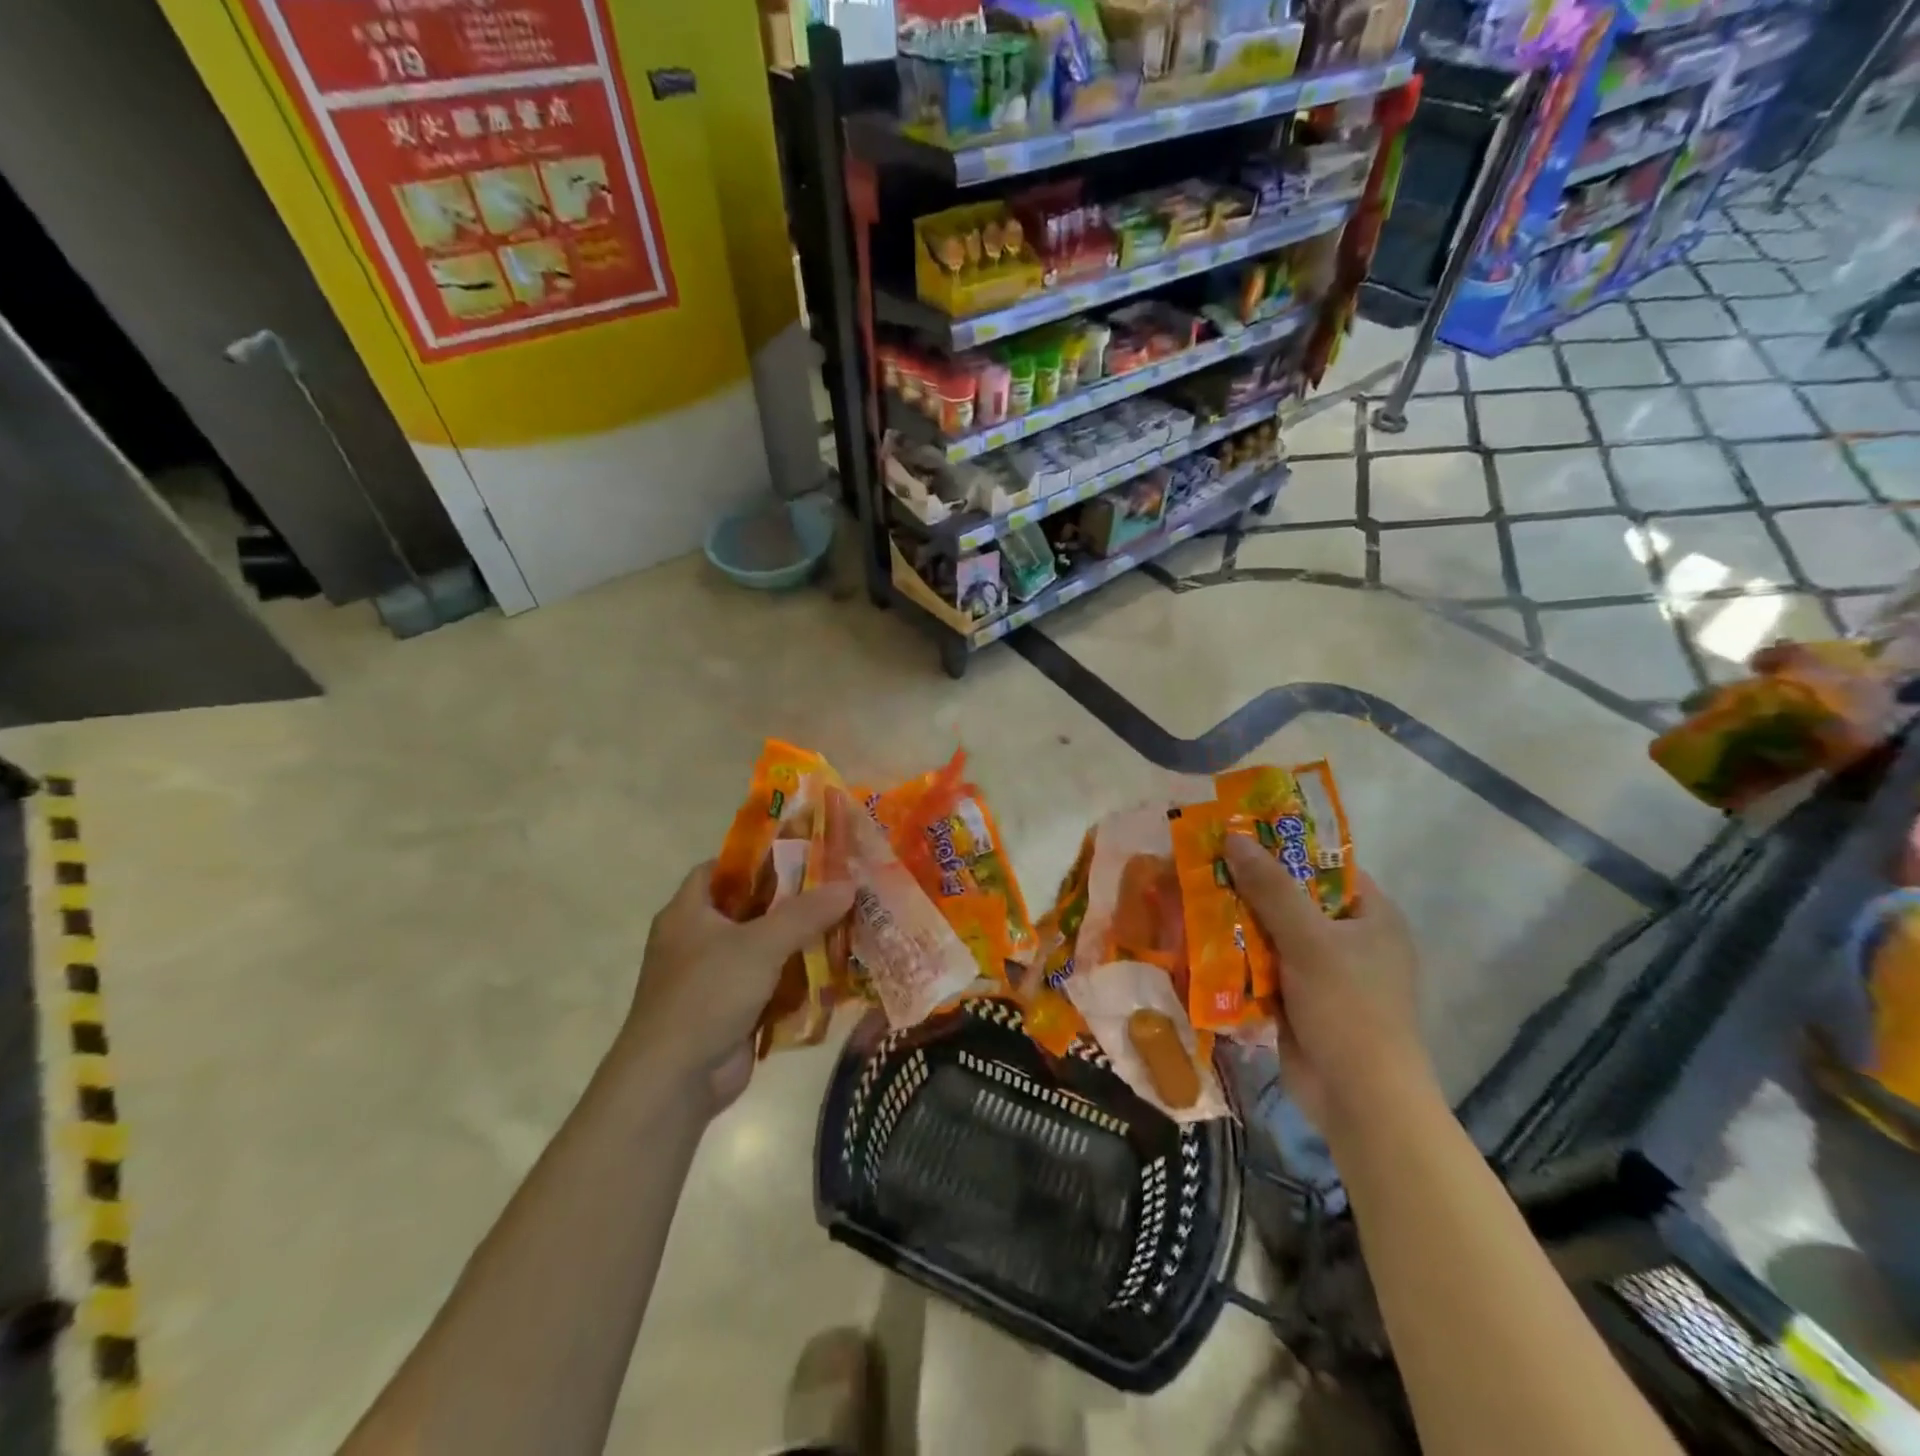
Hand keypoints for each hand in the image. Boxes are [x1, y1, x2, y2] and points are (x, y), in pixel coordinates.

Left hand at [621, 861, 854, 1112]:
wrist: (674, 1081)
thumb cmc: (707, 995)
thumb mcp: (759, 944)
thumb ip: (805, 913)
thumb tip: (849, 884)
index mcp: (688, 912)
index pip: (721, 868)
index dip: (758, 857)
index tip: (802, 852)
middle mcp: (697, 939)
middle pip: (750, 907)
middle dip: (793, 899)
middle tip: (838, 884)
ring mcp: (714, 978)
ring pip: (764, 947)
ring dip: (801, 940)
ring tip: (848, 920)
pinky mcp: (732, 1010)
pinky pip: (771, 983)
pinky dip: (798, 977)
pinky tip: (836, 968)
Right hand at [1224, 837, 1429, 1132]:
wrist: (1359, 1099)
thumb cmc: (1349, 1008)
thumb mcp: (1309, 939)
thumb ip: (1271, 887)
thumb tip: (1232, 837)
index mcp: (1370, 915)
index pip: (1324, 865)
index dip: (1281, 847)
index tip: (1235, 833)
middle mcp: (1349, 938)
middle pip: (1291, 898)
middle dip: (1247, 886)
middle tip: (1200, 864)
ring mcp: (1322, 971)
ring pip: (1270, 932)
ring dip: (1234, 921)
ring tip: (1187, 896)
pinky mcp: (1298, 999)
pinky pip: (1261, 965)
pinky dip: (1234, 956)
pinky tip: (1195, 941)